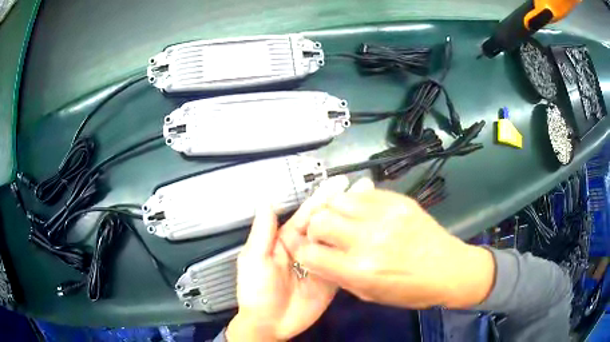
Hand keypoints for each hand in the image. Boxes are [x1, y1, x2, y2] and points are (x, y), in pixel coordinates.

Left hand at [227, 177, 352, 340]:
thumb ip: (263, 233)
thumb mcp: (254, 260)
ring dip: (352, 225)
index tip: (339, 184)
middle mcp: (305, 249)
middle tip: (362, 189)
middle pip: (326, 225)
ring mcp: (320, 264)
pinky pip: (342, 263)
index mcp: (285, 241)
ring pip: (336, 241)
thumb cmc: (256, 291)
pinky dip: (353, 251)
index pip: (306, 215)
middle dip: (342, 207)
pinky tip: (368, 238)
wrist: (269, 324)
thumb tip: (267, 202)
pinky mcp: (331, 280)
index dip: (322, 199)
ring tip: (370, 208)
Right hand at [290, 187, 495, 308]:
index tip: (309, 251)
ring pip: (337, 200)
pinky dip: (355, 202)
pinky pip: (363, 193)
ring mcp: (385, 215)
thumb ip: (339, 275)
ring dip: (334, 212)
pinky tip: (362, 212)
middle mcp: (368, 239)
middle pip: (319, 221)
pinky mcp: (398, 200)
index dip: (304, 252)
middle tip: (326, 235)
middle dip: (315, 230)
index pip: (310, 254)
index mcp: (359, 270)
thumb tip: (319, 256)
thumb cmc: (409, 290)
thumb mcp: (369, 294)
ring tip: (343, 221)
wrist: (449, 270)